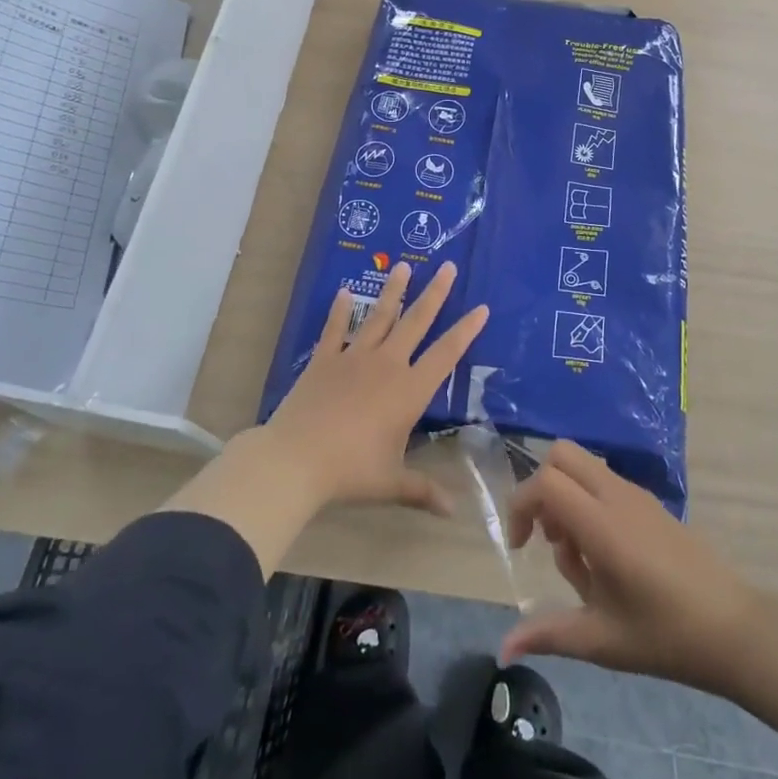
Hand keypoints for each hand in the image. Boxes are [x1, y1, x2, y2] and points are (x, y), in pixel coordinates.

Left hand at [262, 261, 488, 515]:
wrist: (296, 459)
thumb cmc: (351, 471)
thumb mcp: (391, 483)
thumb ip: (423, 491)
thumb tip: (452, 512)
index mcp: (409, 391)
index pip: (446, 354)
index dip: (466, 330)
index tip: (481, 307)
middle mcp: (387, 365)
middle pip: (416, 321)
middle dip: (435, 293)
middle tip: (447, 266)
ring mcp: (354, 358)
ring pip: (379, 316)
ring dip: (393, 291)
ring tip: (403, 265)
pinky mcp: (324, 360)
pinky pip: (335, 329)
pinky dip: (340, 311)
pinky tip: (343, 292)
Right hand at [500, 440, 760, 694]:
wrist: (733, 628)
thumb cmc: (665, 635)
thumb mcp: (601, 640)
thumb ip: (549, 634)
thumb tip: (505, 648)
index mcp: (602, 523)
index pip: (546, 482)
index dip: (520, 504)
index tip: (520, 547)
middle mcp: (616, 494)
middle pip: (561, 454)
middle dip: (541, 489)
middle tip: (546, 538)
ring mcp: (636, 493)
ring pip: (583, 466)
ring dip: (566, 497)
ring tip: (580, 559)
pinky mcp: (650, 501)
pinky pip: (604, 482)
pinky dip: (589, 503)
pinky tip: (606, 558)